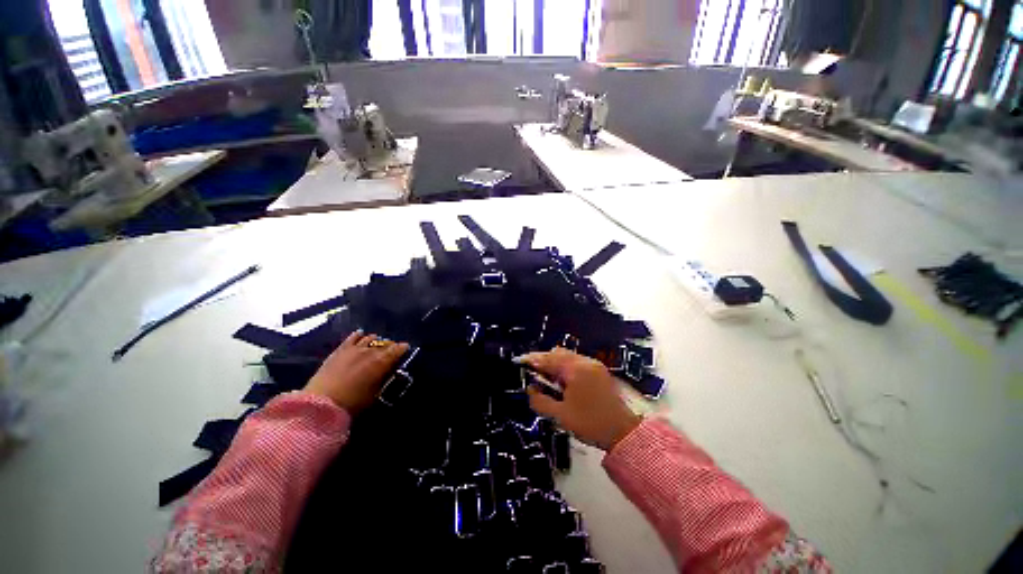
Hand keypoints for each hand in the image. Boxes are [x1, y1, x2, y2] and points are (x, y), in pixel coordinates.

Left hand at [305, 331, 408, 412]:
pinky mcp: (340, 350)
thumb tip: (391, 372)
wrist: (321, 404)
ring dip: (375, 341)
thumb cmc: (353, 403)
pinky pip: (352, 338)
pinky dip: (359, 335)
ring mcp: (354, 348)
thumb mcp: (376, 394)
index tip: (406, 348)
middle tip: (392, 350)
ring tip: (377, 344)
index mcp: (382, 362)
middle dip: (390, 346)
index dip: (403, 348)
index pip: (397, 350)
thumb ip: (385, 379)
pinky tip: (361, 334)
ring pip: (370, 338)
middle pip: (384, 343)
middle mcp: (370, 351)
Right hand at [519, 348, 641, 450]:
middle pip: (558, 353)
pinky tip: (563, 382)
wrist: (624, 433)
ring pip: (568, 356)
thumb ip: (540, 401)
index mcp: (575, 370)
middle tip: (533, 373)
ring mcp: (594, 365)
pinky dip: (567, 367)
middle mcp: (585, 362)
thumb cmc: (590, 424)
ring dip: (556, 363)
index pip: (549, 359)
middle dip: (544, 360)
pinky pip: (578, 362)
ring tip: (547, 379)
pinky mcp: (600, 371)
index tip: (520, 361)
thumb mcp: (560, 416)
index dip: (533, 359)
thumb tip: (530, 389)